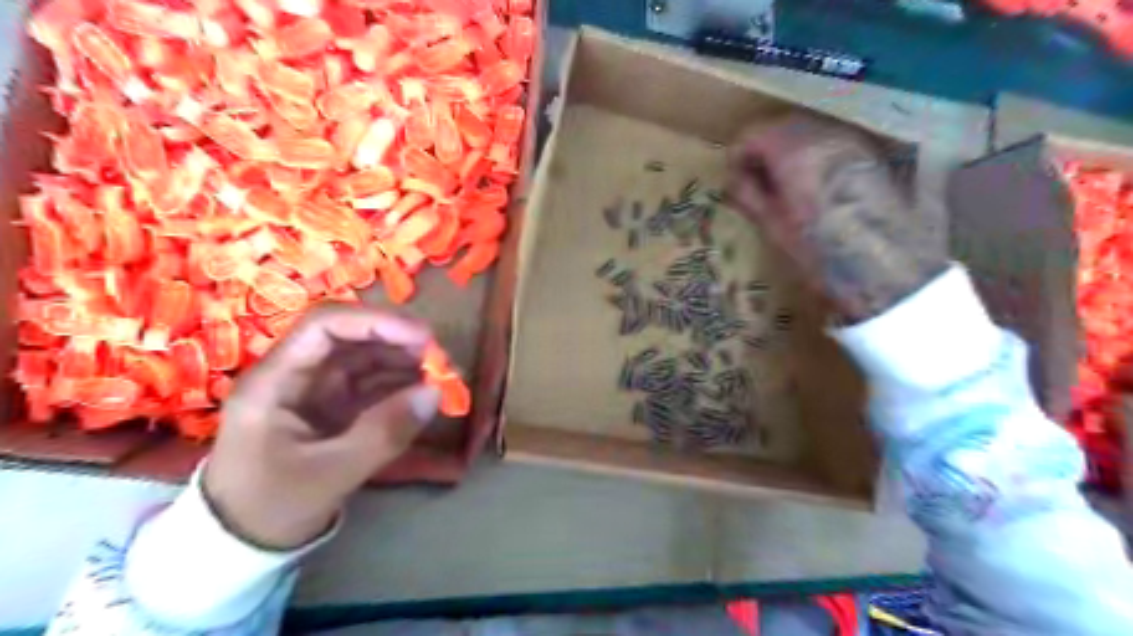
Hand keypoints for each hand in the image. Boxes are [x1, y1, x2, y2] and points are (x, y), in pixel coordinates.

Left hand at [201, 306, 440, 549]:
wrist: (241, 546)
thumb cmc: (271, 508)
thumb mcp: (329, 474)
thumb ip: (383, 433)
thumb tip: (435, 393)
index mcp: (276, 381)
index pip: (324, 326)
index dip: (375, 322)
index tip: (423, 338)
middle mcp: (296, 375)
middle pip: (350, 337)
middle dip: (398, 341)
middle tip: (441, 359)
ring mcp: (315, 391)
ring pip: (365, 358)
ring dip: (404, 361)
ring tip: (441, 375)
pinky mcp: (333, 408)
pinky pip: (371, 384)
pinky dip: (401, 384)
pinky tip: (425, 391)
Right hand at [727, 112, 949, 323]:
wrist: (885, 266)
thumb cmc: (820, 252)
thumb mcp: (773, 227)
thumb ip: (749, 195)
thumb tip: (734, 179)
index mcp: (794, 152)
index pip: (753, 133)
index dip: (737, 153)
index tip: (733, 177)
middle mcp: (823, 135)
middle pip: (781, 125)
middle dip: (762, 148)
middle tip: (754, 179)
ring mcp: (850, 140)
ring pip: (808, 130)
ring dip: (788, 149)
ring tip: (782, 183)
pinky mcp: (869, 152)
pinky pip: (829, 141)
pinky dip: (812, 154)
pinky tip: (811, 184)